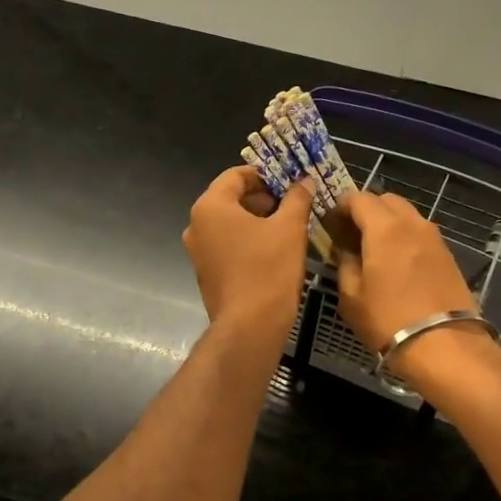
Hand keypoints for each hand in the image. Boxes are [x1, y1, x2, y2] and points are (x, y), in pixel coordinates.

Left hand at [183, 167, 314, 339]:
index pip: (236, 175)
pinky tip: (273, 251)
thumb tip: (304, 181)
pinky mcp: (206, 273)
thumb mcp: (290, 228)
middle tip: (293, 204)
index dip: (265, 175)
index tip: (290, 182)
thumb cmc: (269, 269)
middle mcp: (196, 225)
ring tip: (288, 227)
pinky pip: (227, 245)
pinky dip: (247, 241)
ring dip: (257, 220)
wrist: (250, 326)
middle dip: (263, 198)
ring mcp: (198, 251)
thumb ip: (297, 198)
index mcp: (210, 206)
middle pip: (231, 198)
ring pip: (229, 224)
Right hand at [335, 191, 500, 382]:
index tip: (329, 223)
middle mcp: (412, 223)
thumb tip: (345, 249)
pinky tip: (396, 263)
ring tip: (373, 249)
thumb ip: (345, 263)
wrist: (445, 345)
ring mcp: (434, 238)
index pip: (358, 198)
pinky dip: (404, 237)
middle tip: (350, 234)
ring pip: (406, 215)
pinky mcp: (448, 254)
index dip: (340, 206)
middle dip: (365, 210)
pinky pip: (420, 233)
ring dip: (387, 222)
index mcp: (384, 227)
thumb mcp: (352, 296)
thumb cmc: (388, 320)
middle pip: (386, 200)